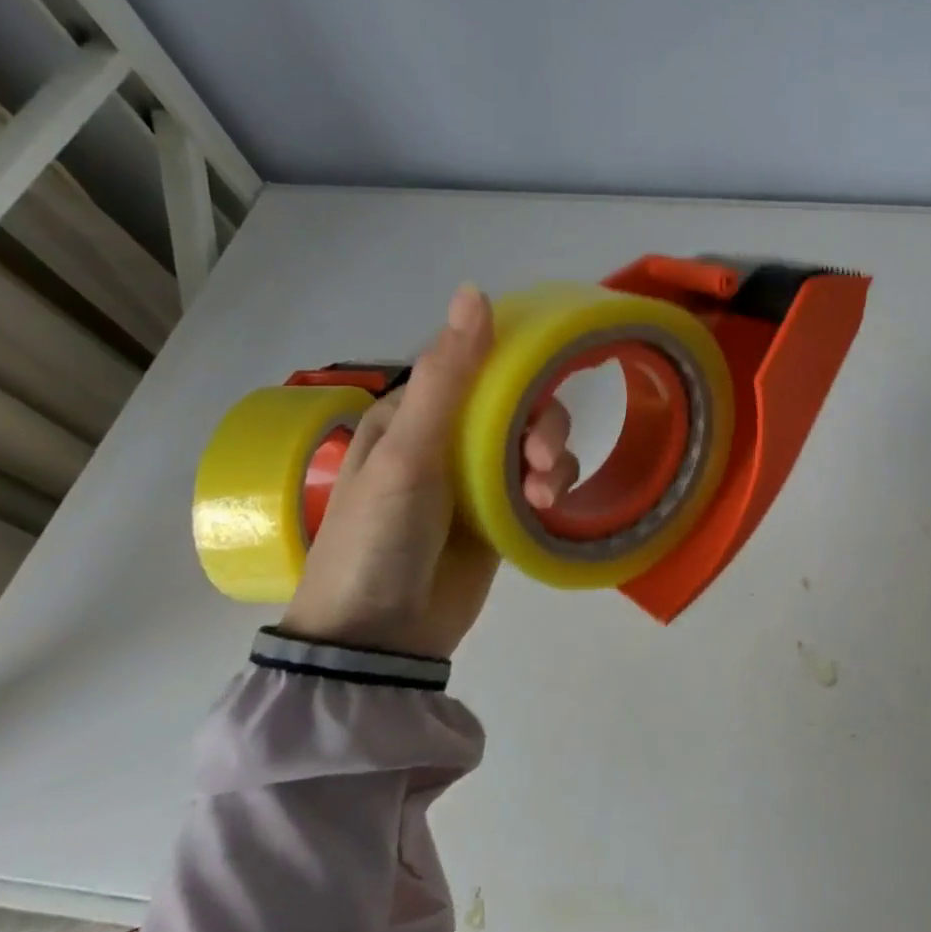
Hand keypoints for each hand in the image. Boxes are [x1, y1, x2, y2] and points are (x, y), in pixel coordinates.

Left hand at [280, 285, 579, 659]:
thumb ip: (448, 377)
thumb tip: (474, 290)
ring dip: (551, 457)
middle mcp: (446, 437)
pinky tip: (545, 507)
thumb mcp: (409, 452)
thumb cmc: (379, 536)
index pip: (479, 364)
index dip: (518, 364)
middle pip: (517, 403)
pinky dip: (552, 486)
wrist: (378, 641)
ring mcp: (474, 478)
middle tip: (540, 457)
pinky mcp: (499, 514)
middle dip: (540, 423)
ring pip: (535, 441)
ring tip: (542, 494)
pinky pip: (540, 481)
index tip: (551, 373)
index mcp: (415, 412)